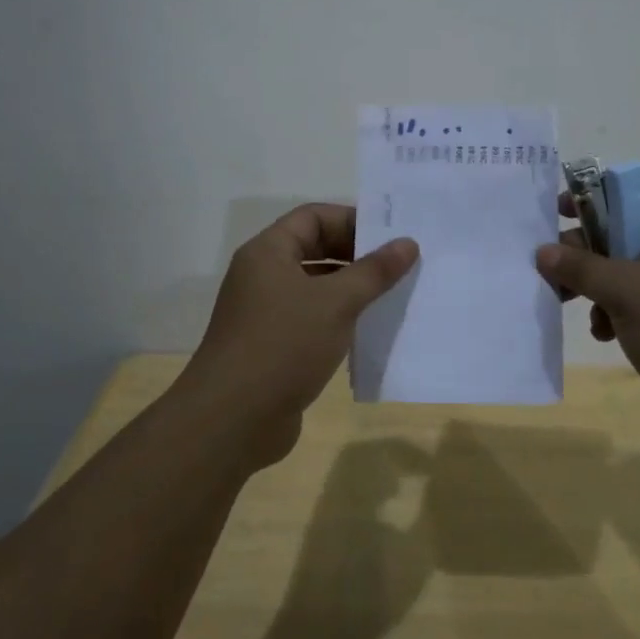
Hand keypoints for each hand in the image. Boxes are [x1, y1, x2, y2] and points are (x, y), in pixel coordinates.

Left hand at [181, 205, 417, 468]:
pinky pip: (312, 319)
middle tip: (399, 265)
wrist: (231, 421)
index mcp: (268, 252)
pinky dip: (339, 319)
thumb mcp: (336, 303)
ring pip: (316, 287)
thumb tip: (407, 243)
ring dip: (351, 289)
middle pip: (315, 249)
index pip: (313, 217)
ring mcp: (266, 312)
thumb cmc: (283, 345)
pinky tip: (369, 331)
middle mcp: (263, 275)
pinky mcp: (273, 346)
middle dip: (356, 255)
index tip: (390, 236)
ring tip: (393, 296)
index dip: (352, 220)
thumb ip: (374, 271)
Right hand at [536, 182, 639, 452]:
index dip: (591, 194)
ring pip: (627, 270)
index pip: (630, 190)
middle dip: (584, 249)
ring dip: (596, 285)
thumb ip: (581, 267)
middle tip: (552, 268)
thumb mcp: (626, 292)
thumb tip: (543, 251)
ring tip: (568, 304)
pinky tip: (604, 334)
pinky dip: (617, 312)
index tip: (557, 212)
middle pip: (623, 230)